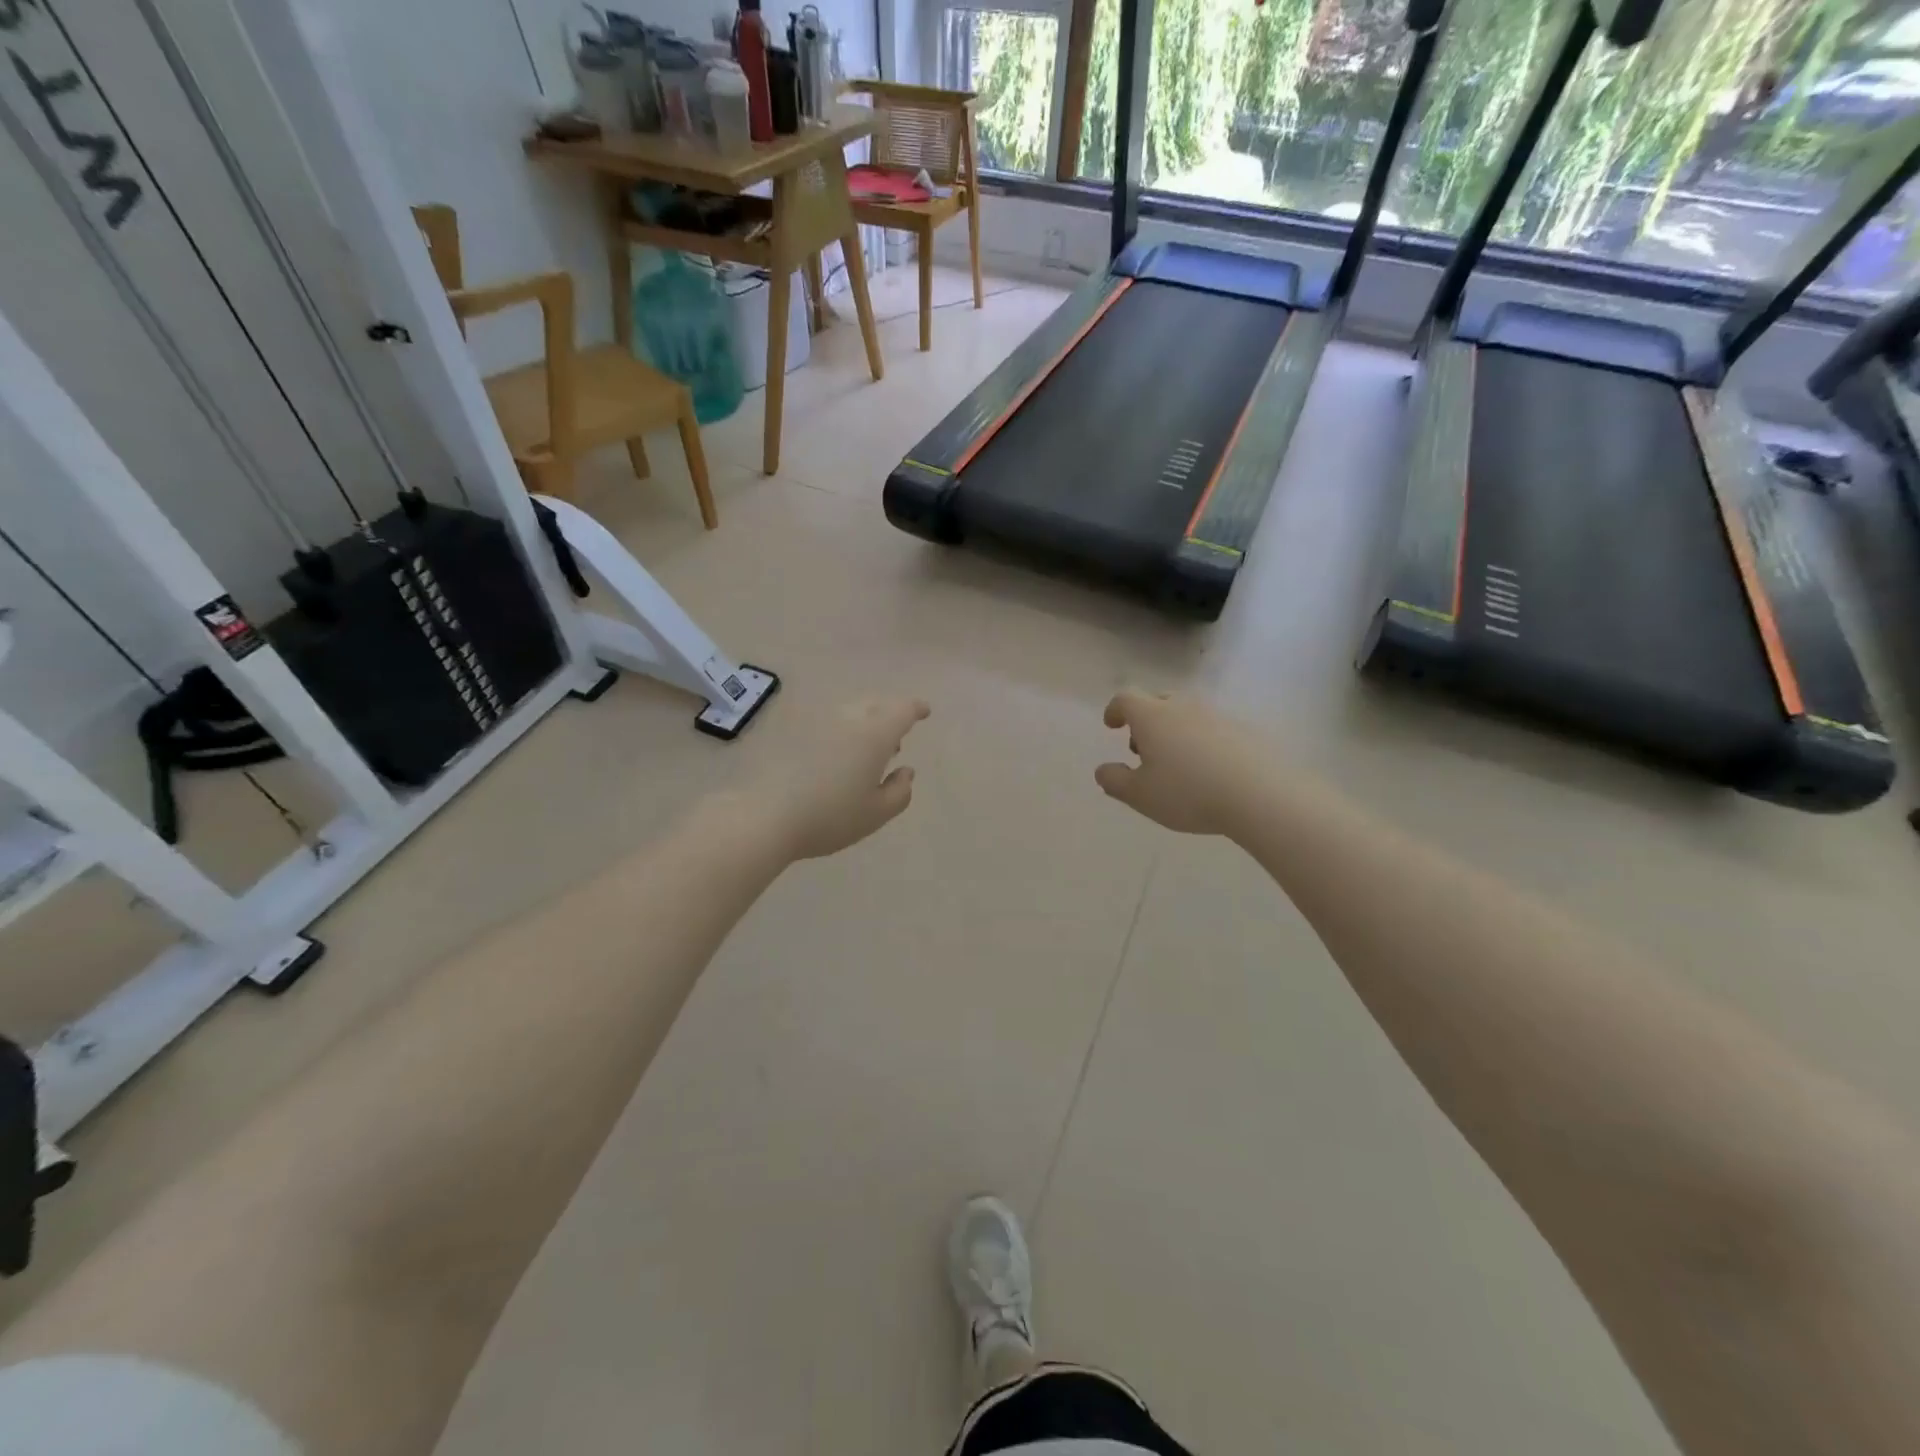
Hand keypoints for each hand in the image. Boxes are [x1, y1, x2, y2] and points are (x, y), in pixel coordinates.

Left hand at [758, 696, 930, 859]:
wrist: (766, 816)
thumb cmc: (830, 816)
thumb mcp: (876, 813)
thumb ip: (899, 792)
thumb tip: (906, 772)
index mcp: (875, 734)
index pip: (902, 710)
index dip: (916, 709)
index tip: (924, 712)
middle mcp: (848, 718)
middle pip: (876, 704)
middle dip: (890, 715)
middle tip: (896, 739)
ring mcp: (817, 722)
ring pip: (850, 711)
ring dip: (865, 722)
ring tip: (866, 751)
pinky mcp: (793, 732)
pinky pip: (828, 722)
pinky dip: (841, 731)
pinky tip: (837, 756)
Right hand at [1094, 689, 1268, 837]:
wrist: (1259, 793)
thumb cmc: (1188, 792)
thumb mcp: (1140, 796)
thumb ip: (1115, 781)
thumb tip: (1102, 770)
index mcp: (1152, 717)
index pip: (1125, 698)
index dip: (1115, 709)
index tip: (1112, 725)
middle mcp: (1183, 707)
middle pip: (1158, 701)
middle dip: (1145, 721)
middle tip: (1142, 748)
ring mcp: (1217, 715)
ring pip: (1187, 714)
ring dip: (1174, 731)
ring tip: (1176, 763)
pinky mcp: (1244, 730)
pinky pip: (1213, 729)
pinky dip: (1202, 742)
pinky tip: (1208, 770)